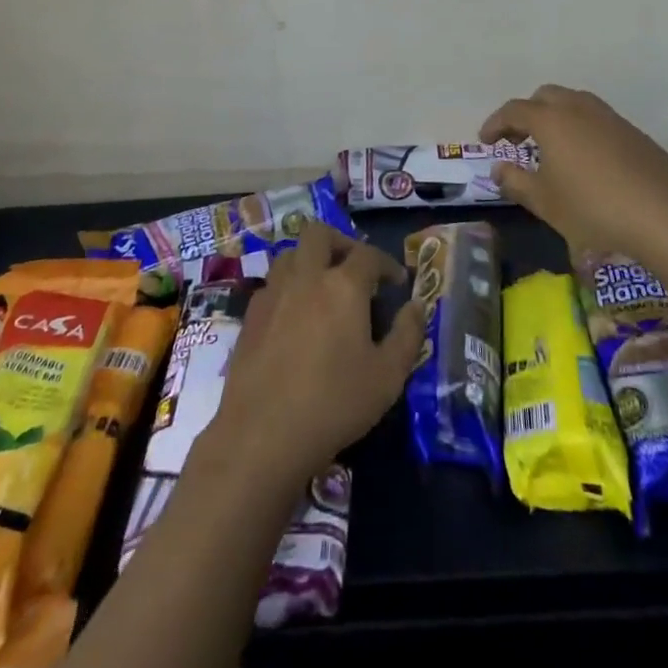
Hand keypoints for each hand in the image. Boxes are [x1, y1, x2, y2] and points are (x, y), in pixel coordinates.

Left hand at [204, 222, 423, 488]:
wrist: (262, 433)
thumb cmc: (334, 404)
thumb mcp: (388, 377)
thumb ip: (408, 336)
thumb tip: (417, 306)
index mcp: (343, 286)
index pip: (368, 255)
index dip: (387, 263)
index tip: (397, 282)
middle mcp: (306, 277)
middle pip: (319, 234)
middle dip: (341, 243)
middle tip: (355, 269)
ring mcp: (273, 293)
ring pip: (291, 254)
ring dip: (310, 260)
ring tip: (324, 287)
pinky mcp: (250, 316)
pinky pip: (272, 284)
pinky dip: (289, 287)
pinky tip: (296, 316)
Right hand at [481, 84, 667, 259]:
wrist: (666, 217)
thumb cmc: (593, 209)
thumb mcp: (545, 203)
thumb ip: (516, 182)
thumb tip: (498, 169)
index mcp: (551, 120)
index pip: (513, 110)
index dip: (495, 124)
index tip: (485, 141)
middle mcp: (578, 108)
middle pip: (545, 97)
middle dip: (526, 114)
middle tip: (517, 142)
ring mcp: (610, 117)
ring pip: (574, 103)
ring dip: (555, 119)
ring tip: (551, 150)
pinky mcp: (633, 132)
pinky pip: (596, 119)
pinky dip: (580, 129)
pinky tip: (585, 161)